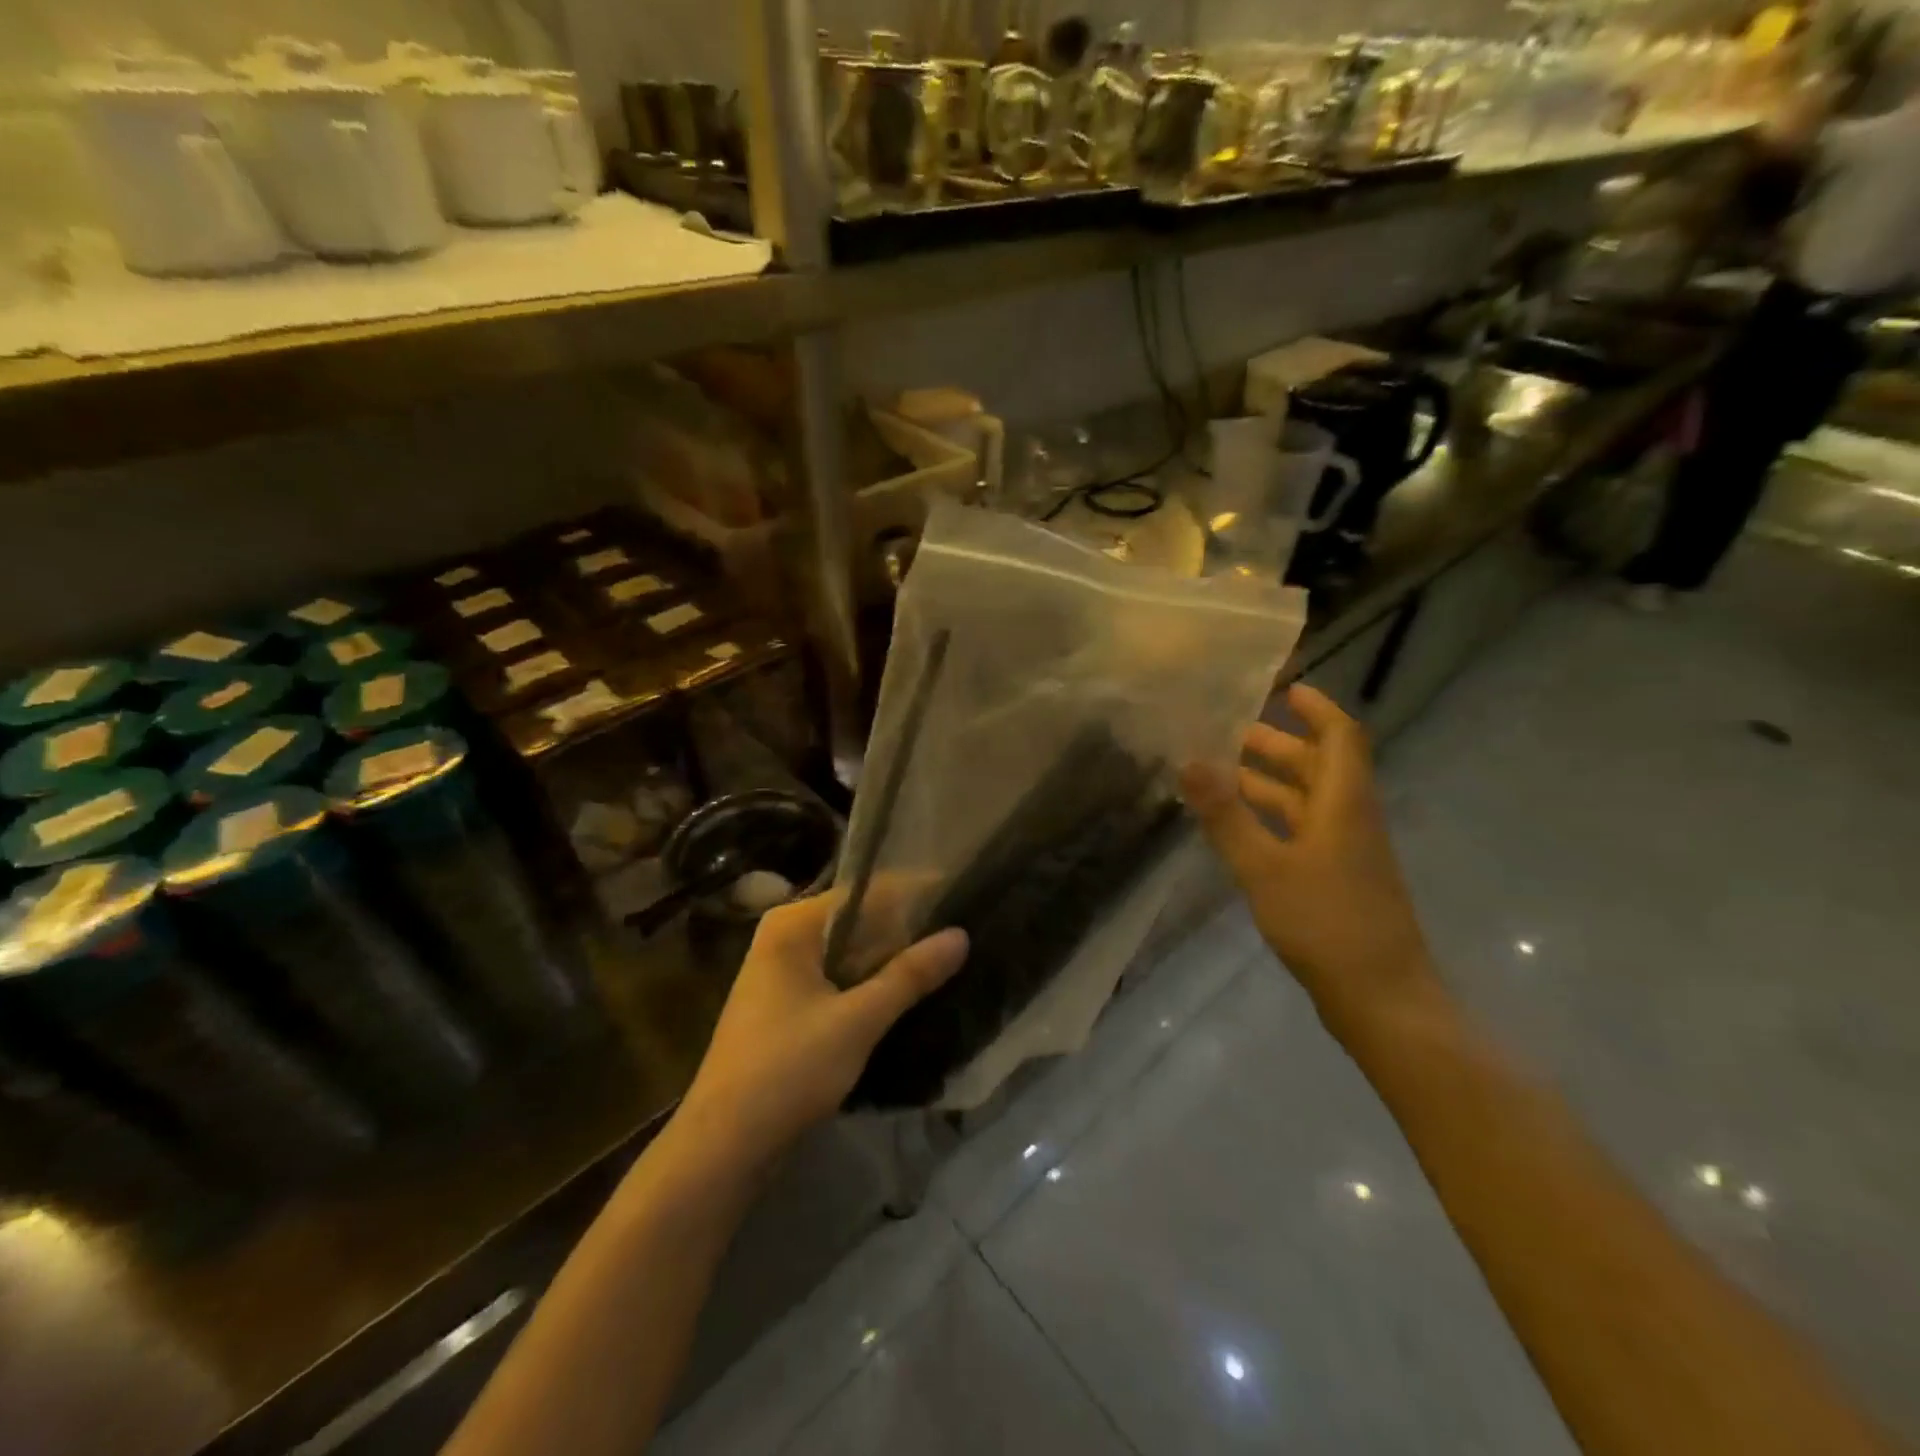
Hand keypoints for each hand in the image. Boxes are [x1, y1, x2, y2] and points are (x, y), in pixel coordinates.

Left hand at [678, 894, 968, 1168]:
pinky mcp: (789, 1005)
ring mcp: (784, 972)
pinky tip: (911, 990)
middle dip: (907, 928)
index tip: (962, 895)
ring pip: (851, 952)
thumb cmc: (788, 1070)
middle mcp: (786, 937)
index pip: (866, 891)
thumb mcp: (857, 1021)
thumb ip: (910, 975)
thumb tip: (962, 935)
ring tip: (950, 955)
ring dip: (892, 958)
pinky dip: (872, 982)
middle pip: (859, 920)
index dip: (915, 893)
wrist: (724, 1146)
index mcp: (793, 925)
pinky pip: (840, 978)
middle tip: (964, 928)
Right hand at [1180, 683, 1438, 1035]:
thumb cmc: (1326, 924)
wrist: (1382, 1000)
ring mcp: (1346, 852)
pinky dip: (1272, 818)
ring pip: (1308, 800)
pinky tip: (1239, 828)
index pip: (1340, 736)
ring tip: (1221, 773)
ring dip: (1270, 782)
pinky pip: (1303, 830)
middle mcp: (1350, 818)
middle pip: (1320, 765)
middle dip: (1278, 744)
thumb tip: (1189, 760)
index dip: (1317, 708)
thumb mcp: (1265, 868)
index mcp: (1345, 803)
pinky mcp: (1338, 880)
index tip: (1283, 688)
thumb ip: (1226, 815)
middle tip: (1228, 731)